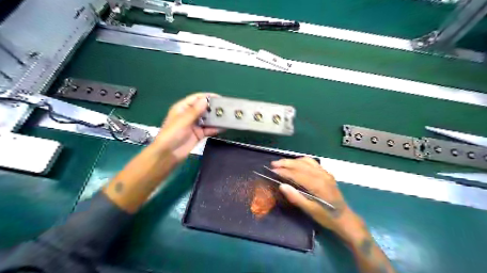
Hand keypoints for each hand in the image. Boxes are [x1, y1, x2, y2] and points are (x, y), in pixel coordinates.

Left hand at [151, 94, 220, 161]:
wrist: (168, 153)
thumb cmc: (172, 134)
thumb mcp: (183, 120)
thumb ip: (195, 111)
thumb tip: (205, 100)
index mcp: (182, 108)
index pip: (196, 99)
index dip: (207, 97)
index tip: (219, 98)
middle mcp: (189, 115)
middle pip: (203, 108)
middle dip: (213, 108)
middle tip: (226, 108)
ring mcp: (195, 125)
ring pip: (207, 119)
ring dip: (215, 119)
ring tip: (227, 117)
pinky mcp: (199, 134)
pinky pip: (208, 129)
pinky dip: (215, 128)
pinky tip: (223, 127)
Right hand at [272, 157, 362, 243]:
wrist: (345, 218)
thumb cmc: (327, 217)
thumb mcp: (310, 210)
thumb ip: (296, 197)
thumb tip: (281, 186)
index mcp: (317, 184)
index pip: (297, 174)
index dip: (284, 171)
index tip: (272, 171)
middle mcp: (321, 175)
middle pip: (301, 165)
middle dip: (286, 163)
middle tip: (274, 164)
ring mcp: (325, 173)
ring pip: (307, 161)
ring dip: (293, 161)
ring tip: (282, 163)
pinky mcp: (327, 174)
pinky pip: (313, 163)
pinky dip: (302, 161)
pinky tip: (296, 164)